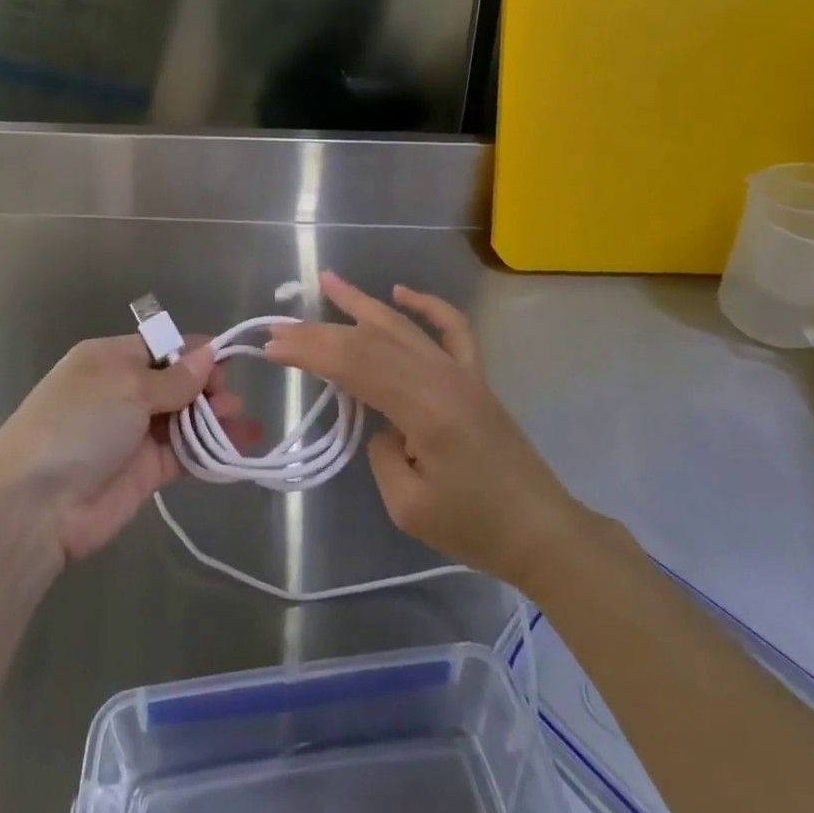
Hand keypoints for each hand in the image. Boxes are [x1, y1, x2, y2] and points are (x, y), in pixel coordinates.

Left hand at [0, 335, 260, 563]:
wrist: (36, 505)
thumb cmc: (79, 424)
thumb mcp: (127, 387)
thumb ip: (174, 377)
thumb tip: (208, 355)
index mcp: (111, 359)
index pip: (161, 347)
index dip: (193, 353)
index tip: (225, 361)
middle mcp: (123, 392)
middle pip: (177, 382)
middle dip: (208, 387)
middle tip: (230, 398)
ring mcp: (134, 433)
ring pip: (185, 419)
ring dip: (215, 418)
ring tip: (244, 422)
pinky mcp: (146, 472)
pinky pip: (185, 454)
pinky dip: (210, 451)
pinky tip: (239, 448)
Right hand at [264, 272, 581, 591]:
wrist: (541, 531)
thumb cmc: (475, 527)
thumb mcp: (409, 505)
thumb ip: (382, 452)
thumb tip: (379, 422)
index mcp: (423, 406)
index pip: (354, 365)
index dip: (310, 352)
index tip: (272, 348)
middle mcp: (441, 375)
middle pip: (370, 341)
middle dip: (321, 332)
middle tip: (280, 327)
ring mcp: (461, 371)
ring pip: (402, 325)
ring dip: (362, 303)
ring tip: (328, 281)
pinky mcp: (475, 376)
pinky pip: (451, 328)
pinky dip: (426, 305)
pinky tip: (401, 292)